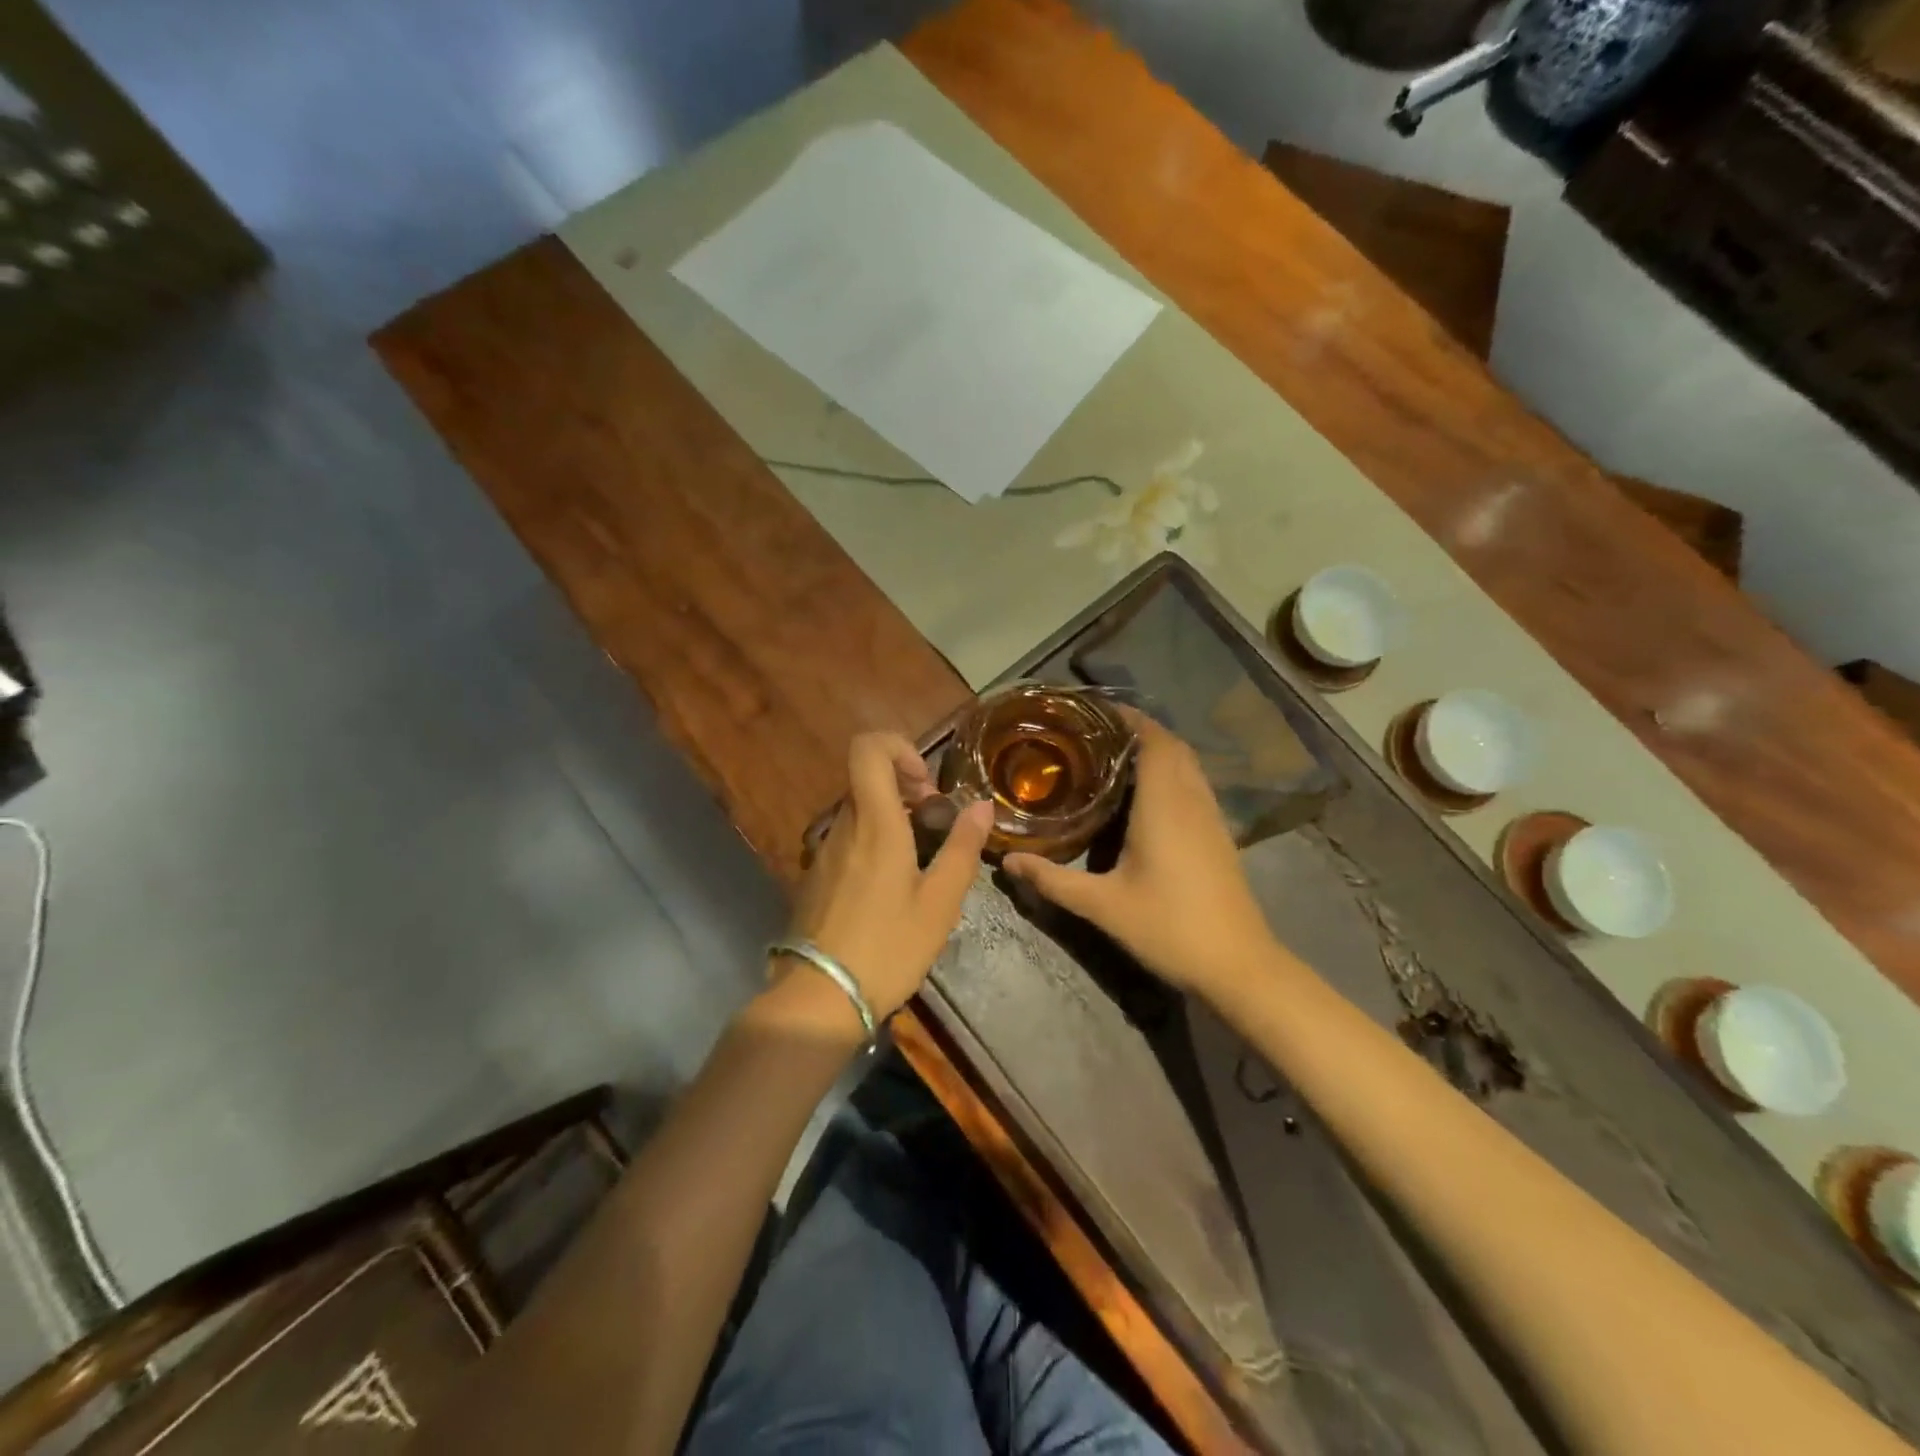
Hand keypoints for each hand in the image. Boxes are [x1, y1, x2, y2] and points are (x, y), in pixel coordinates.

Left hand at [780, 732, 994, 1025]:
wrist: (820, 997)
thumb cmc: (889, 947)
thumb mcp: (940, 902)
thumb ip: (963, 848)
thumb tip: (982, 804)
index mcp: (875, 823)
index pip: (867, 748)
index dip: (899, 748)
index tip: (927, 786)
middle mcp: (843, 825)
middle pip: (867, 779)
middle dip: (906, 788)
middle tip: (935, 824)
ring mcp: (824, 850)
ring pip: (859, 810)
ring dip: (892, 817)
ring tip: (920, 859)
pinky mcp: (816, 875)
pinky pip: (848, 838)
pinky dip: (874, 841)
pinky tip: (891, 886)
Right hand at [1003, 712, 1273, 998]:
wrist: (1238, 965)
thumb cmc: (1169, 927)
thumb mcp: (1102, 905)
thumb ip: (1053, 880)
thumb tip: (1007, 861)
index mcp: (1165, 804)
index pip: (1153, 739)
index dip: (1129, 717)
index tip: (1094, 711)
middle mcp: (1192, 800)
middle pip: (1172, 745)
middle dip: (1138, 730)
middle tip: (1094, 734)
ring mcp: (1211, 817)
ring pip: (1187, 764)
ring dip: (1157, 750)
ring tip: (1114, 756)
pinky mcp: (1219, 835)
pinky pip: (1194, 785)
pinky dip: (1171, 773)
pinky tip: (1146, 797)